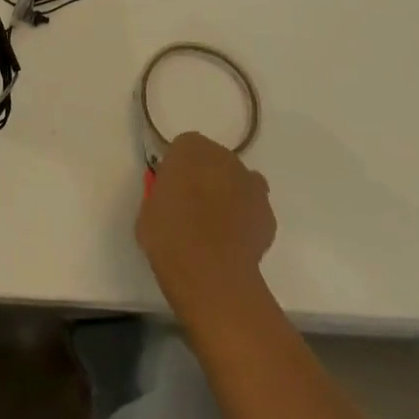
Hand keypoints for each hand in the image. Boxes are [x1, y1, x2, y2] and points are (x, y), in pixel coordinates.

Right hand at [136, 132, 276, 326]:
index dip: (178, 168)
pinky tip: (233, 241)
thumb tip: (171, 199)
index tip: (171, 189)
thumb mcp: (149, 207)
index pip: (184, 148)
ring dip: (230, 195)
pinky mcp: (268, 214)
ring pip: (239, 183)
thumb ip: (163, 193)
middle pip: (215, 161)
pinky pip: (254, 209)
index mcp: (189, 148)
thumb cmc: (169, 233)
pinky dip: (246, 220)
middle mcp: (224, 157)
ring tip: (216, 225)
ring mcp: (251, 185)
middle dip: (206, 178)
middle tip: (192, 206)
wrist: (209, 271)